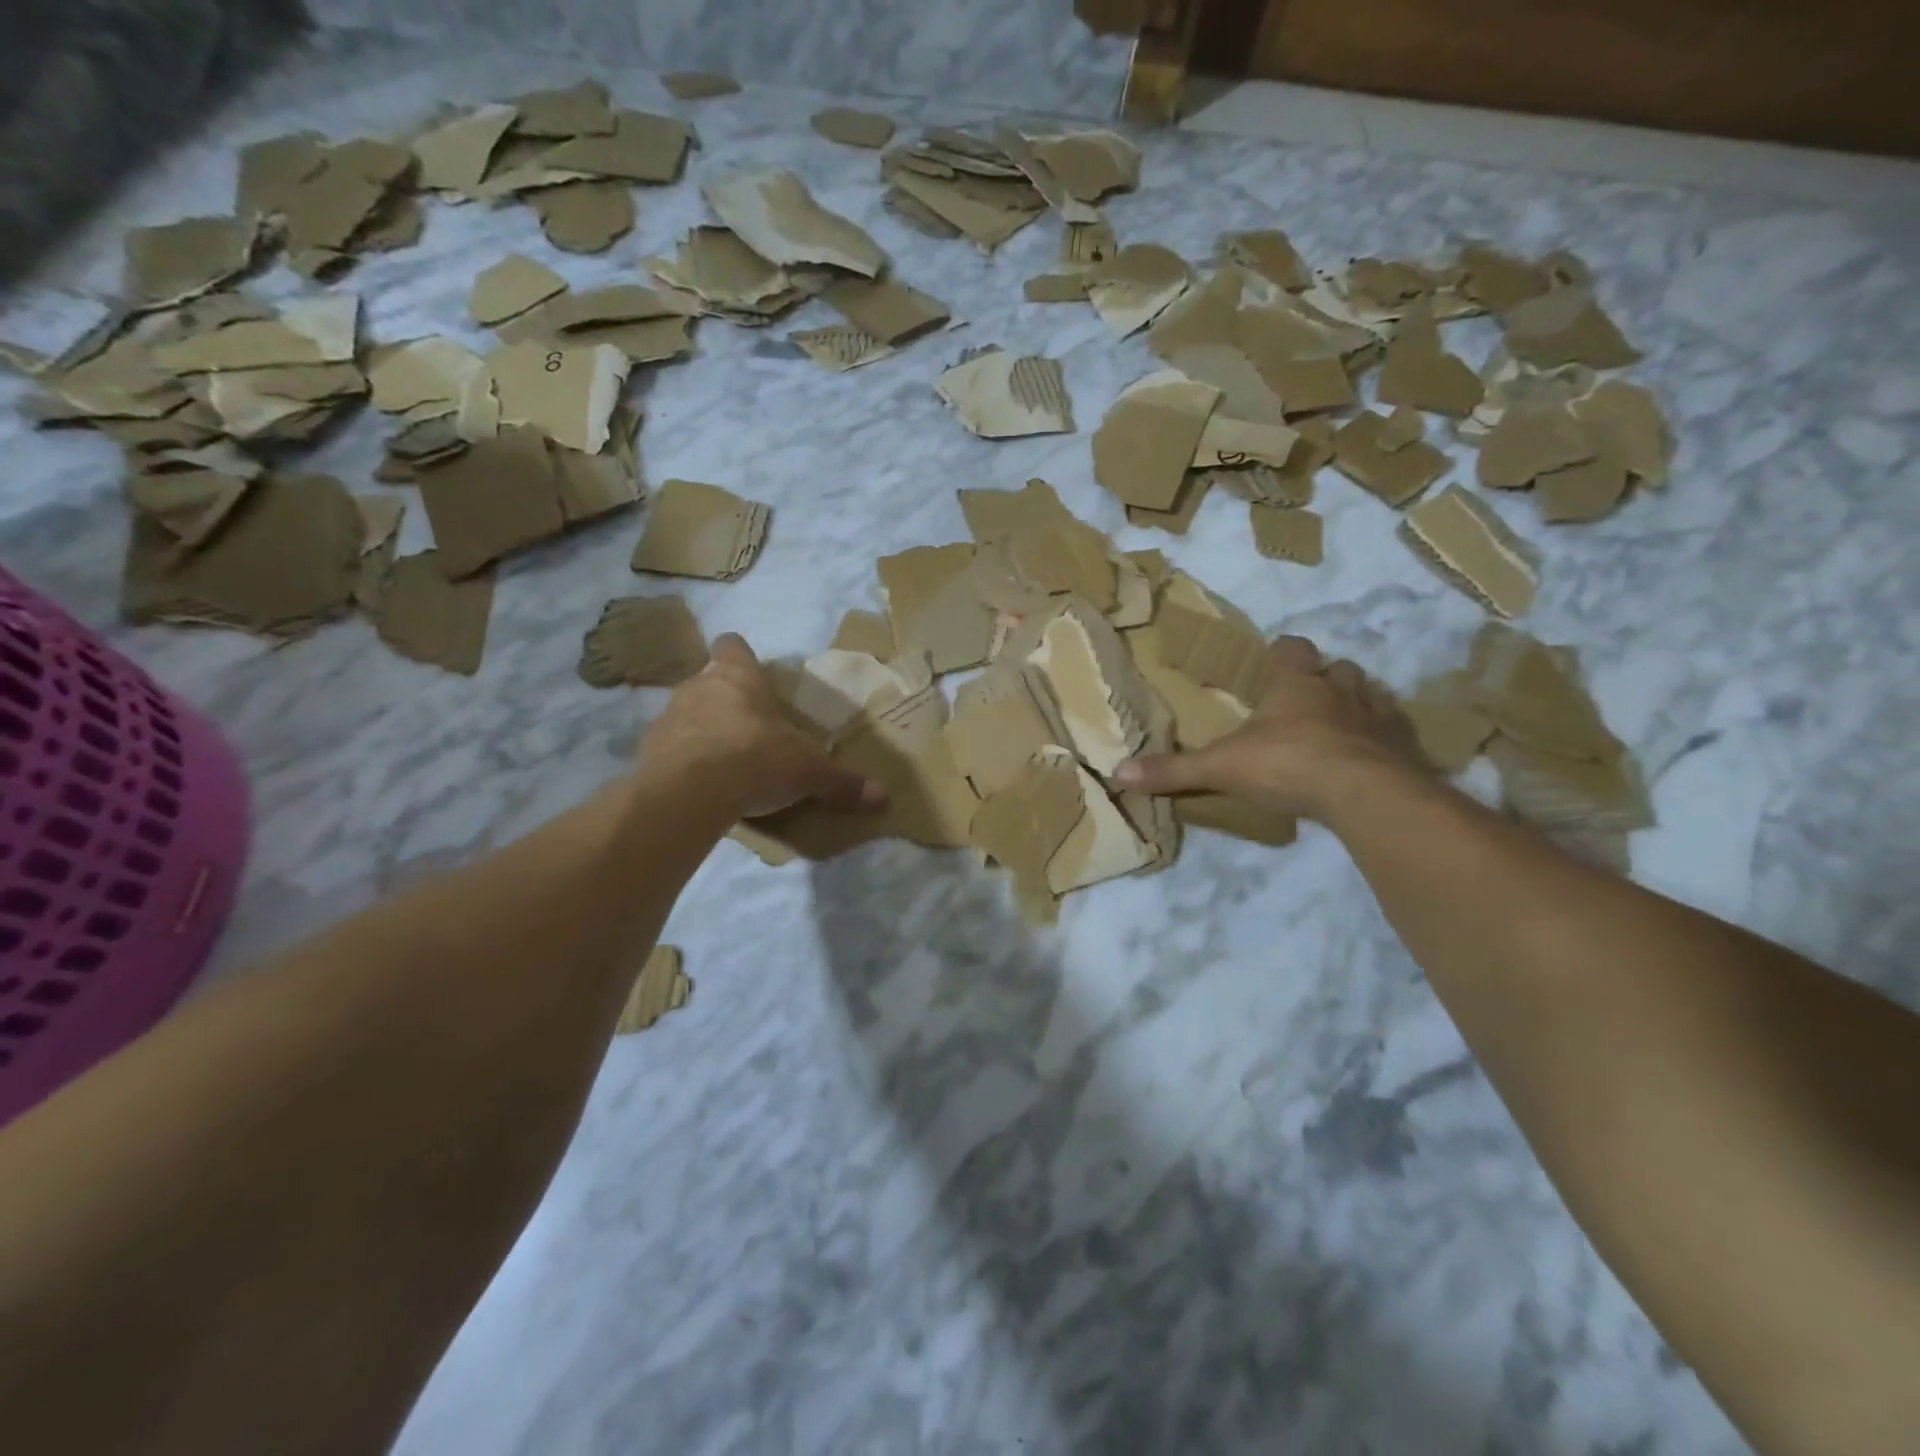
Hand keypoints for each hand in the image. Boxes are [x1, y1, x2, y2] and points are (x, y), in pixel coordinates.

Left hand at [639, 634, 886, 820]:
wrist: (692, 792)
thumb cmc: (757, 759)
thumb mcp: (809, 772)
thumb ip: (842, 782)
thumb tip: (883, 797)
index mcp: (739, 677)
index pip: (732, 646)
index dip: (741, 657)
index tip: (753, 675)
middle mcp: (699, 686)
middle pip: (709, 679)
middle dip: (725, 699)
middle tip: (748, 728)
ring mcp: (668, 716)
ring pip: (686, 712)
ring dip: (701, 729)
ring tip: (723, 760)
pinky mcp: (647, 750)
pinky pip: (668, 747)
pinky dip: (681, 760)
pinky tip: (699, 784)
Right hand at [1113, 635, 1422, 820]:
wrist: (1364, 793)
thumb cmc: (1287, 764)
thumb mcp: (1220, 768)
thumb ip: (1173, 770)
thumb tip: (1117, 773)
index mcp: (1295, 685)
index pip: (1291, 649)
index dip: (1282, 653)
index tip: (1272, 660)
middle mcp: (1339, 690)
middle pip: (1338, 669)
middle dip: (1324, 678)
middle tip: (1306, 699)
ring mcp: (1376, 717)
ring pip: (1370, 696)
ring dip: (1356, 705)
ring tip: (1340, 726)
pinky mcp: (1403, 748)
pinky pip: (1395, 734)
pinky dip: (1383, 741)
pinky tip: (1372, 759)